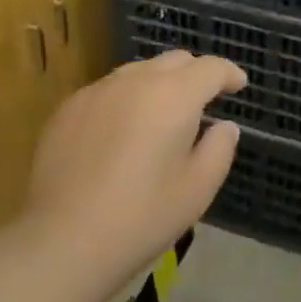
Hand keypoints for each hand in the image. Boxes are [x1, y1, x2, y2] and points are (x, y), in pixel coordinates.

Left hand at [26, 49, 245, 285]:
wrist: (62, 240)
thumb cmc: (141, 217)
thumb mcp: (197, 190)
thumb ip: (219, 149)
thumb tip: (223, 126)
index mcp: (174, 96)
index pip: (210, 68)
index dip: (229, 74)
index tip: (238, 85)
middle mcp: (135, 81)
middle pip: (174, 61)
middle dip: (195, 74)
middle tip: (204, 101)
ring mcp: (97, 91)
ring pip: (139, 72)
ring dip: (159, 84)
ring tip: (162, 116)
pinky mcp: (68, 108)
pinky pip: (108, 90)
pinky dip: (126, 99)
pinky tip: (121, 132)